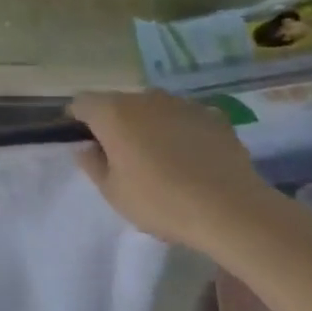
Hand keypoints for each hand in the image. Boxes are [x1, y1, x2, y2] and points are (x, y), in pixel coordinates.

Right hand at [68, 89, 271, 249]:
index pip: (81, 103)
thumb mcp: (113, 193)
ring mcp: (181, 104)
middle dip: (116, 123)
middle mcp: (143, 98)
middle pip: (118, 103)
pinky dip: (182, 130)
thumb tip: (88, 147)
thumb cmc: (162, 202)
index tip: (85, 143)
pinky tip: (193, 157)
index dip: (77, 120)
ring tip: (162, 157)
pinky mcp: (214, 117)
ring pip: (153, 108)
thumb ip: (92, 164)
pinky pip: (186, 118)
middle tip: (124, 155)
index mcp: (112, 112)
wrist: (234, 212)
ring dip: (149, 124)